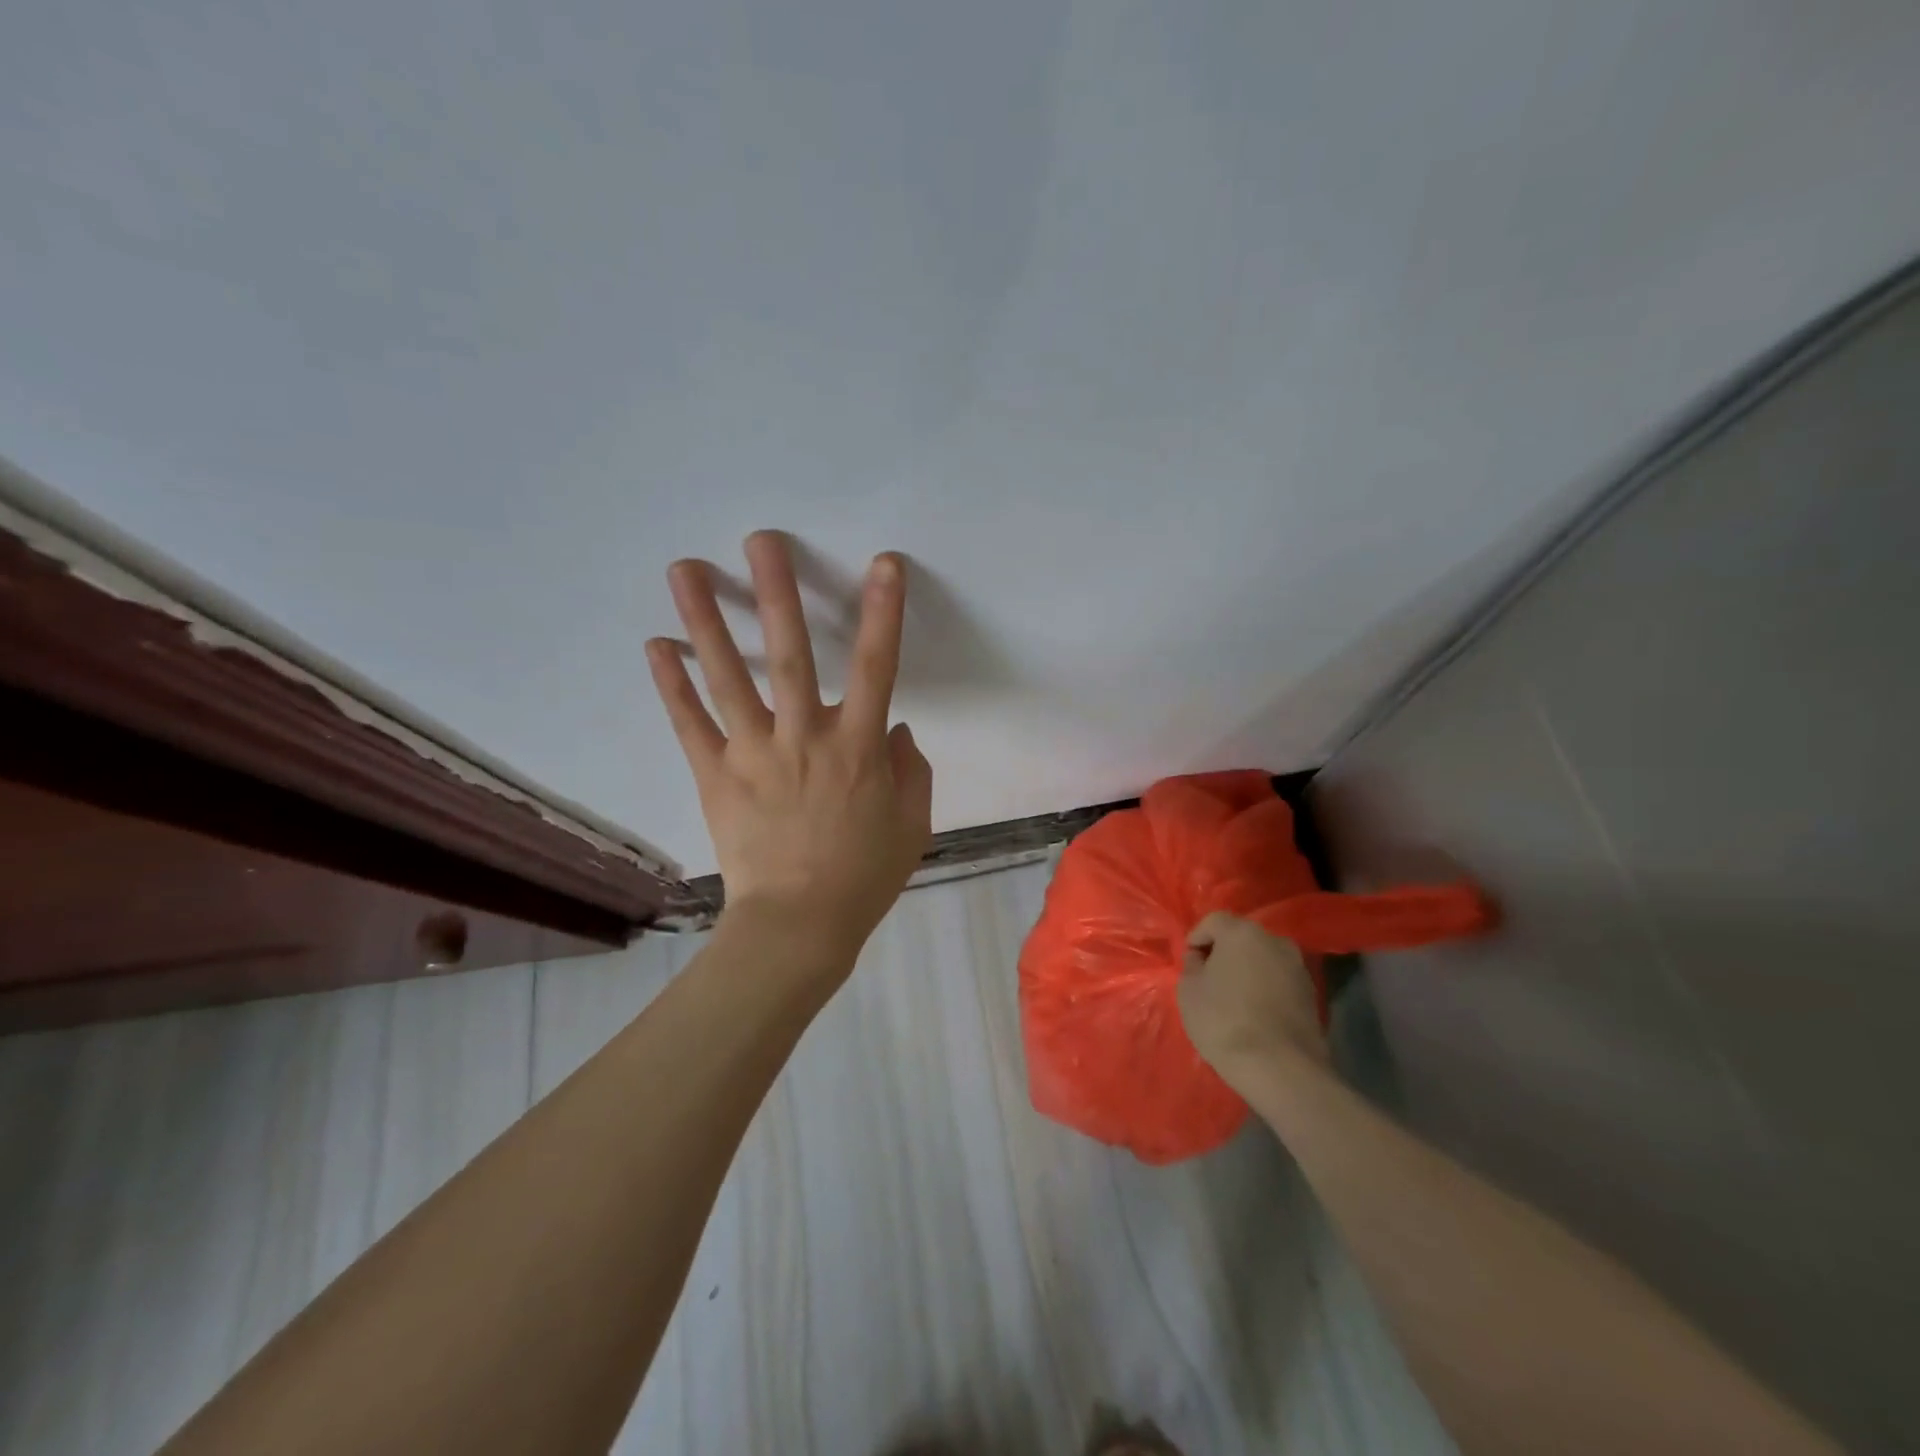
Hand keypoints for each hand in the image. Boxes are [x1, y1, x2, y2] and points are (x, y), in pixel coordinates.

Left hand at [646, 531, 932, 965]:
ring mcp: (754, 753)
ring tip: (684, 568)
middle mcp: (805, 737)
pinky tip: (656, 644)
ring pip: (729, 676)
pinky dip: (672, 684)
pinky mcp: (715, 775)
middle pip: (791, 654)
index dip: (883, 612)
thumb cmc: (864, 875)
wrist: (799, 925)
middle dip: (777, 592)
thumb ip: (912, 770)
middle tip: (761, 540)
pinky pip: (690, 723)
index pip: (878, 666)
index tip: (884, 564)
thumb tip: (900, 728)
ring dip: (706, 619)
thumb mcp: (912, 824)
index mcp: (858, 748)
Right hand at [1177, 912, 1329, 1090]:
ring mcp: (1298, 967)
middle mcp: (1274, 941)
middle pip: (1241, 938)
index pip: (1213, 921)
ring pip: (1263, 959)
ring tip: (1233, 999)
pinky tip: (1255, 1013)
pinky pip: (1279, 981)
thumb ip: (1192, 965)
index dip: (1196, 939)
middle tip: (1209, 979)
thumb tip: (1201, 958)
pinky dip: (1265, 989)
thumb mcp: (1189, 990)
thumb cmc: (1224, 1021)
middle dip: (1224, 953)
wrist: (1280, 1068)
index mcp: (1242, 932)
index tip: (1189, 963)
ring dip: (1247, 971)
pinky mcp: (1311, 995)